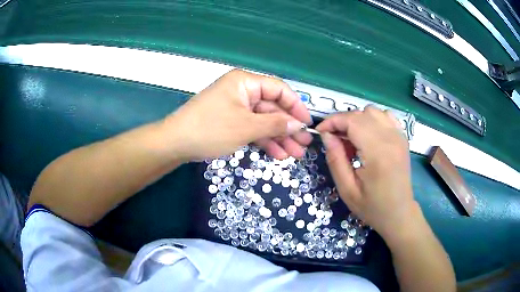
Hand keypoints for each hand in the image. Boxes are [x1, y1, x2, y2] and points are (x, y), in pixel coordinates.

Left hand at [164, 69, 312, 160]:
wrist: (176, 143)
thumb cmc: (210, 129)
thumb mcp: (246, 127)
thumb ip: (275, 124)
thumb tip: (298, 124)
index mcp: (245, 82)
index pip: (279, 89)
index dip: (296, 106)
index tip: (308, 124)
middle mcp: (242, 91)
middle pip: (272, 108)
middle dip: (288, 128)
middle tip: (304, 145)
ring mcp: (236, 107)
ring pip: (263, 121)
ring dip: (279, 137)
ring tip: (295, 154)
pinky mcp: (231, 121)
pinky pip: (252, 128)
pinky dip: (264, 141)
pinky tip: (278, 154)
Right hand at [316, 106, 417, 239]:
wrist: (399, 213)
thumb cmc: (372, 207)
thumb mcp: (347, 190)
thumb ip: (335, 160)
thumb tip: (327, 135)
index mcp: (378, 153)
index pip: (352, 121)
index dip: (333, 121)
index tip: (320, 131)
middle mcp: (391, 139)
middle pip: (361, 113)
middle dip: (343, 121)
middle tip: (334, 140)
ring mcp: (399, 136)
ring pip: (373, 111)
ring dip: (358, 120)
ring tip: (352, 139)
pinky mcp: (402, 138)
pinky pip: (385, 116)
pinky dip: (372, 120)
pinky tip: (368, 136)